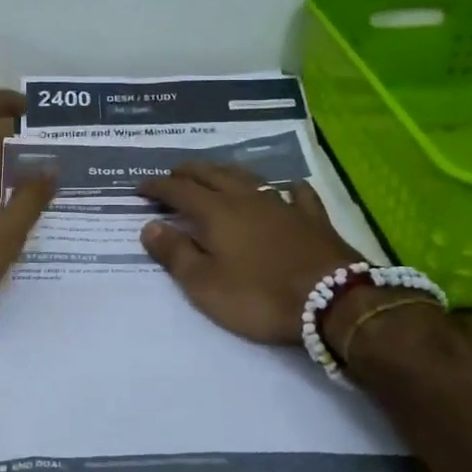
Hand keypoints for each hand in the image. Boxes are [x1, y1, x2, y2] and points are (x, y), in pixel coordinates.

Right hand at [136, 163, 361, 343]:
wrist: (331, 300)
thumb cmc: (258, 296)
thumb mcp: (204, 284)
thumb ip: (174, 253)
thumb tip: (149, 226)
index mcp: (216, 212)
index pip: (178, 190)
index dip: (157, 186)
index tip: (140, 187)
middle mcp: (246, 198)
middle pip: (212, 174)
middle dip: (188, 171)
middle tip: (173, 174)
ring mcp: (283, 204)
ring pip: (248, 177)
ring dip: (226, 171)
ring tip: (215, 172)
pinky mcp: (312, 218)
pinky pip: (297, 192)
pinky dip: (285, 187)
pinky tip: (287, 188)